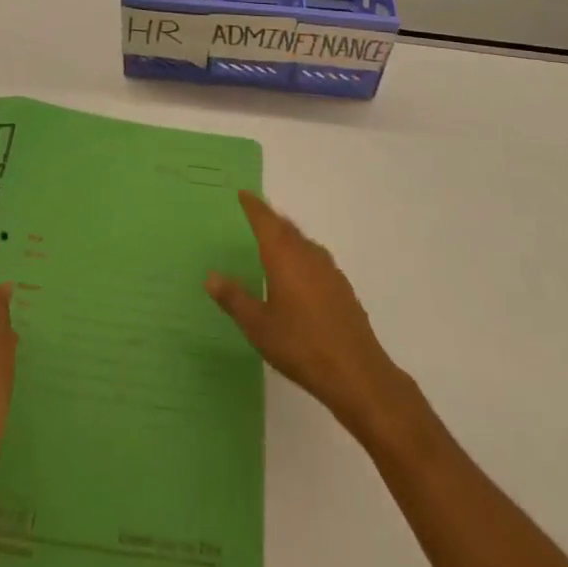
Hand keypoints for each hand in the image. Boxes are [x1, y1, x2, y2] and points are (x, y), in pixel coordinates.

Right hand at [206, 191, 403, 436]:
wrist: (356, 373)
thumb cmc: (300, 345)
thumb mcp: (258, 326)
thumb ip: (234, 299)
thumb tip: (210, 276)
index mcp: (284, 256)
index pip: (265, 221)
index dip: (253, 206)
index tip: (243, 194)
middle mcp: (307, 254)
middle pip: (286, 227)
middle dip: (270, 218)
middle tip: (254, 214)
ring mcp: (328, 269)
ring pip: (303, 242)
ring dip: (287, 236)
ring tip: (273, 241)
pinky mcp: (342, 287)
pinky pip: (315, 258)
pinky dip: (301, 255)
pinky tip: (298, 274)